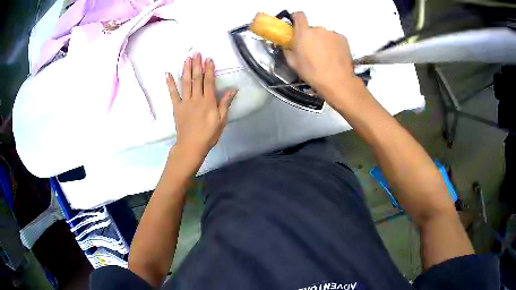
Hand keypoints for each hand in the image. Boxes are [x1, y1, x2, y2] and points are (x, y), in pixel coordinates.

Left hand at [166, 52, 236, 161]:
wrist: (191, 146)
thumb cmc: (209, 134)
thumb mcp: (221, 120)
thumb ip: (225, 104)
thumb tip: (233, 90)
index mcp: (208, 101)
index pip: (209, 82)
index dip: (209, 69)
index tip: (209, 59)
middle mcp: (196, 98)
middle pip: (197, 78)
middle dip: (197, 65)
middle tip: (197, 53)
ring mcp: (185, 102)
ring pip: (185, 82)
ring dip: (186, 69)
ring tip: (187, 58)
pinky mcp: (176, 107)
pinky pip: (173, 93)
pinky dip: (170, 83)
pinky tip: (167, 74)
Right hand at [284, 12, 363, 106]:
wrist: (337, 81)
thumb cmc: (312, 72)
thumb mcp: (293, 63)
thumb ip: (287, 50)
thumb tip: (286, 45)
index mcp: (304, 33)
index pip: (299, 15)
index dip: (296, 18)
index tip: (296, 25)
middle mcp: (318, 29)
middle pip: (312, 29)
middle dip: (310, 36)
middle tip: (311, 50)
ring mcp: (332, 33)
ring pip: (324, 34)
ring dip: (322, 41)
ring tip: (325, 56)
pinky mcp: (343, 39)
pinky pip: (334, 39)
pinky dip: (333, 44)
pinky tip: (333, 56)